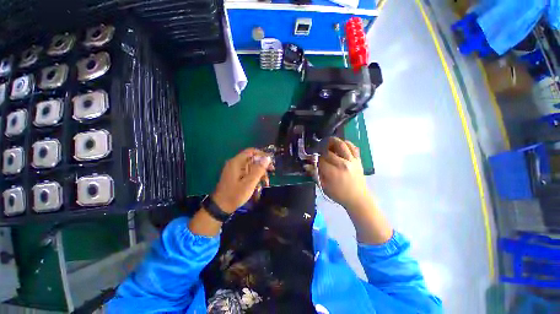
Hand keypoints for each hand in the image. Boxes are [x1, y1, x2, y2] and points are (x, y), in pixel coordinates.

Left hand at [212, 148, 271, 212]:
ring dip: (259, 172)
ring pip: (251, 166)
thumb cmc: (235, 195)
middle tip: (271, 171)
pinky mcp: (235, 175)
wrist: (221, 207)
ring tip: (266, 182)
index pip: (251, 151)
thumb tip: (267, 158)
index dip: (262, 154)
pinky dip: (254, 176)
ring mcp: (234, 169)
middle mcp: (235, 163)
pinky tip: (259, 184)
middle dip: (262, 165)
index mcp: (236, 162)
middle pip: (251, 159)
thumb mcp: (249, 183)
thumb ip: (259, 169)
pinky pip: (247, 172)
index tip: (270, 161)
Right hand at [316, 137, 370, 209]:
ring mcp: (351, 161)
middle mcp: (342, 164)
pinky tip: (341, 144)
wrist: (358, 198)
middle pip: (328, 151)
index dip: (315, 159)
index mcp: (332, 172)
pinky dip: (346, 143)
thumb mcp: (324, 187)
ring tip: (328, 143)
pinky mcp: (358, 160)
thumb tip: (306, 166)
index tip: (314, 161)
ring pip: (341, 145)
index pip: (320, 160)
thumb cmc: (339, 194)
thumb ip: (315, 175)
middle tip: (319, 152)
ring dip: (333, 141)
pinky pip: (353, 147)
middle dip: (322, 151)